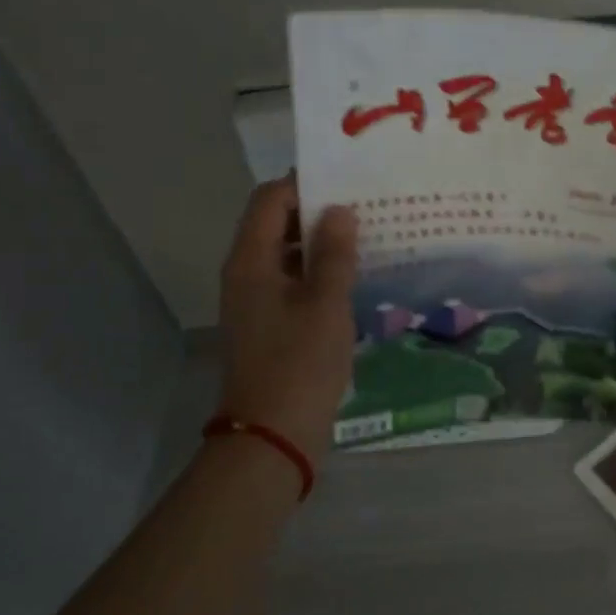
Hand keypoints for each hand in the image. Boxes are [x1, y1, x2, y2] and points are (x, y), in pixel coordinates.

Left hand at [217, 177, 358, 457]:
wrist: (271, 435)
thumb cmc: (299, 364)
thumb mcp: (326, 304)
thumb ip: (334, 254)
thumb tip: (339, 210)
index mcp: (251, 261)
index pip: (270, 199)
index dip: (305, 183)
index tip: (348, 179)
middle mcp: (246, 273)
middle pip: (277, 223)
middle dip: (318, 211)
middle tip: (366, 205)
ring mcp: (257, 300)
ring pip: (288, 254)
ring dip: (322, 243)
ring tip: (368, 236)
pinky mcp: (271, 324)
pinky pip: (294, 282)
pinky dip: (320, 272)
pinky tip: (356, 277)